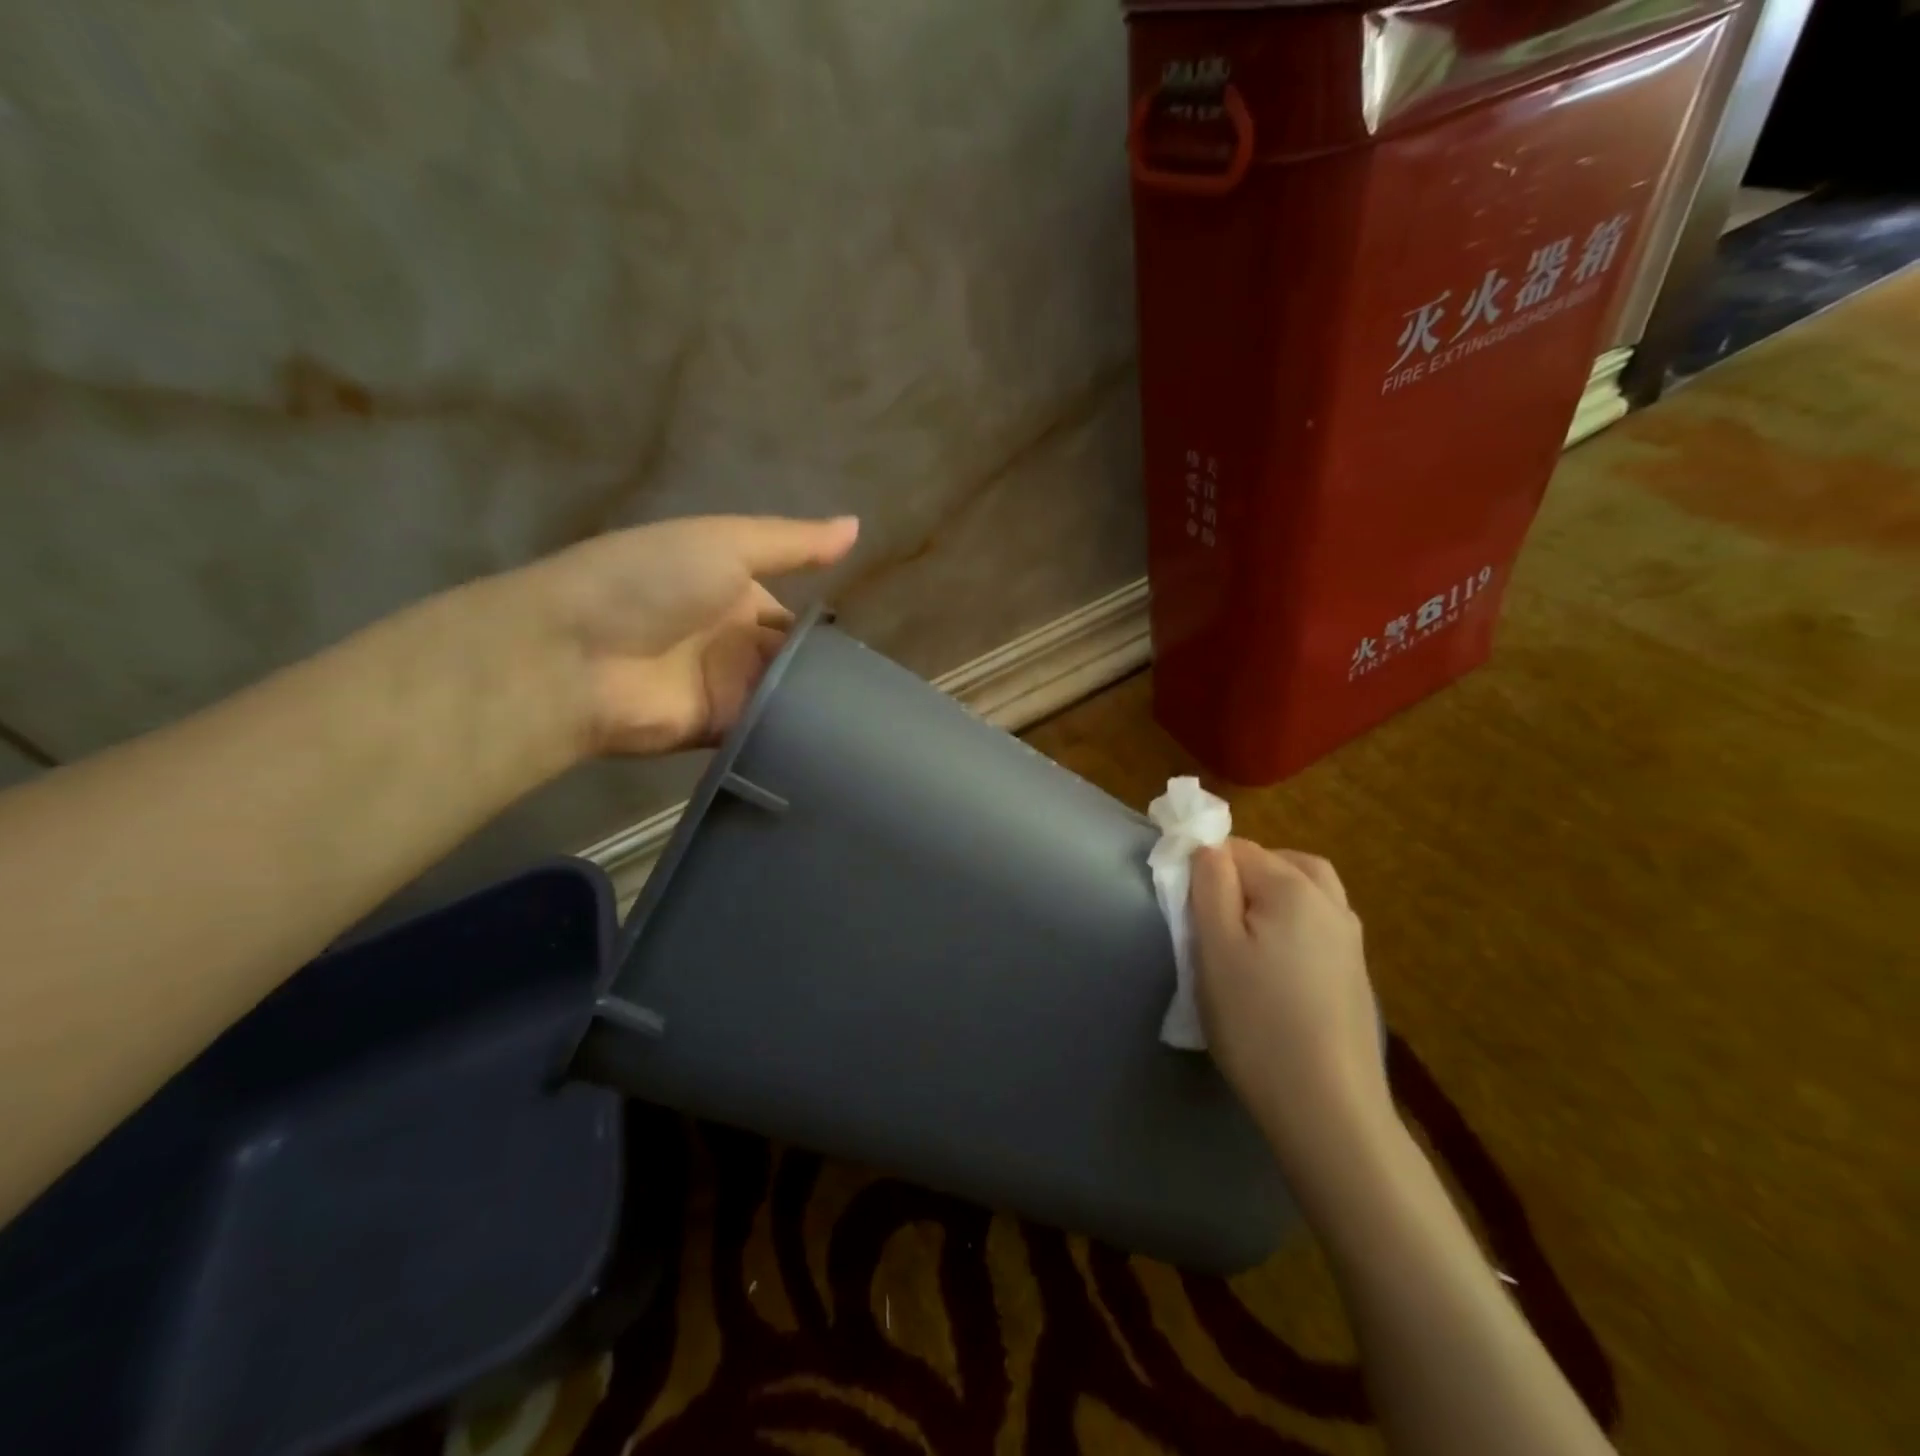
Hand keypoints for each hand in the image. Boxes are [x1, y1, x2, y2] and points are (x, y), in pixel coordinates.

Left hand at [512, 514, 858, 755]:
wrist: (576, 655)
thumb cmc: (652, 582)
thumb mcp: (725, 544)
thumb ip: (792, 544)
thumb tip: (858, 526)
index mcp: (734, 592)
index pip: (795, 615)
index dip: (826, 630)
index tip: (870, 649)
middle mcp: (733, 641)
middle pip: (795, 660)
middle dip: (829, 672)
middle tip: (880, 690)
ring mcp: (725, 688)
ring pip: (787, 697)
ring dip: (819, 703)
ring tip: (873, 716)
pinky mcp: (719, 730)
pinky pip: (768, 731)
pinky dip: (796, 733)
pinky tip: (840, 737)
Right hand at [1191, 839, 1391, 1164]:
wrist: (1327, 1108)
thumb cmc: (1257, 1022)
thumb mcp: (1215, 948)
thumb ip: (1210, 886)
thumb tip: (1208, 847)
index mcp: (1293, 888)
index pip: (1238, 849)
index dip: (1206, 866)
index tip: (1187, 905)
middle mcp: (1330, 902)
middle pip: (1281, 862)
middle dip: (1244, 872)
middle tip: (1212, 910)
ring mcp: (1350, 939)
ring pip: (1308, 889)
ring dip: (1273, 893)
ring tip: (1242, 929)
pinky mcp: (1356, 973)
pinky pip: (1321, 923)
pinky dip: (1294, 921)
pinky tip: (1275, 961)